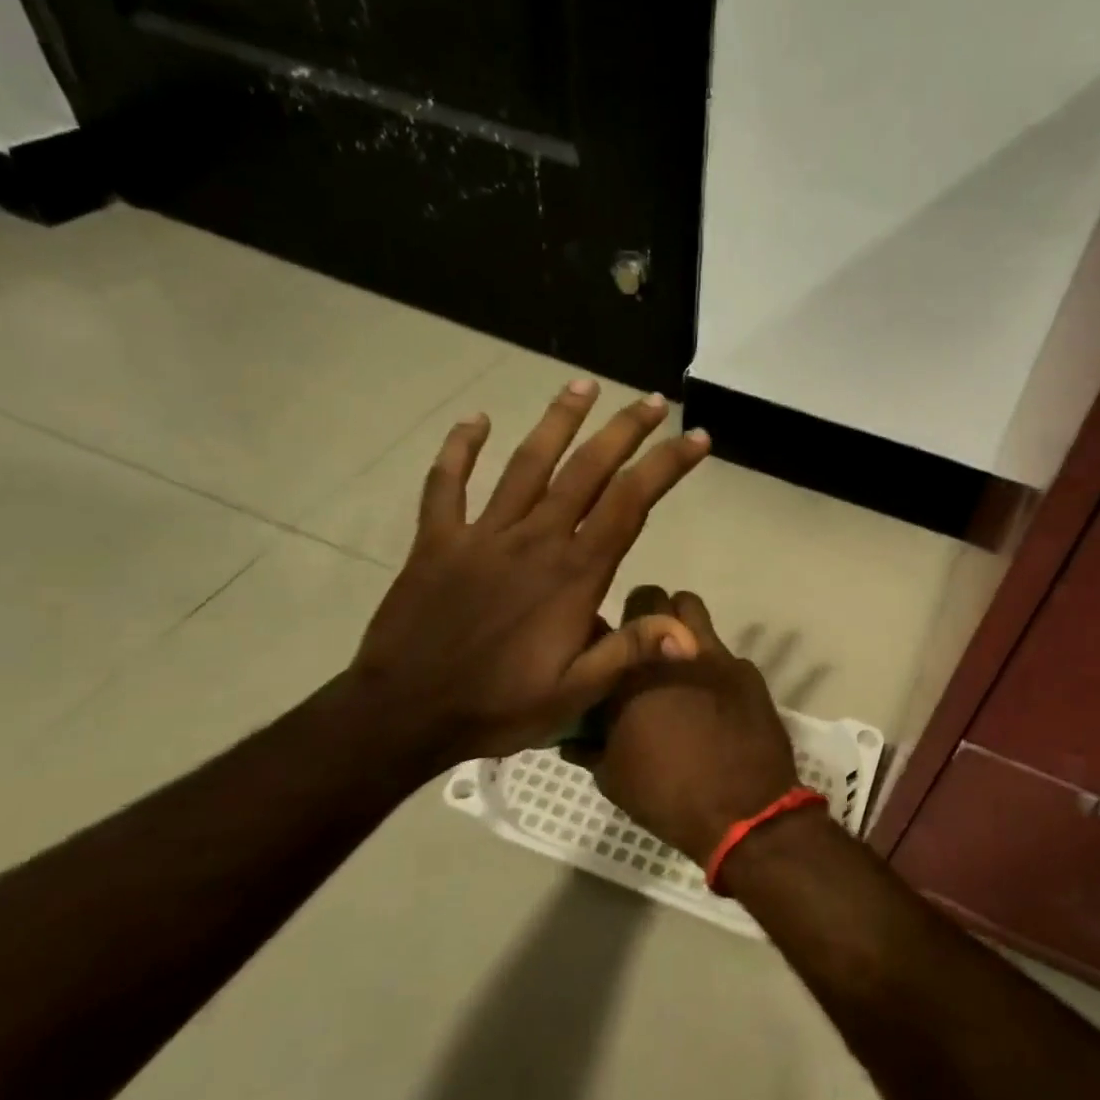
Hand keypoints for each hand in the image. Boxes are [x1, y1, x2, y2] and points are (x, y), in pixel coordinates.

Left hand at [347, 380, 709, 771]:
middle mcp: (533, 540)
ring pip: (526, 464)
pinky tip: (475, 420)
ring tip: (583, 385)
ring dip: (557, 421)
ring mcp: (481, 535)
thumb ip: (630, 652)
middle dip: (624, 431)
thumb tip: (690, 634)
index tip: (695, 437)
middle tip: (653, 400)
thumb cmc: (498, 706)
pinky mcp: (437, 541)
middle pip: (586, 470)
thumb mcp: (576, 692)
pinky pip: (447, 485)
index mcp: (573, 574)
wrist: (404, 713)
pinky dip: (459, 449)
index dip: (666, 466)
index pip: (630, 504)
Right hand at [573, 588, 801, 864]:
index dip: (605, 637)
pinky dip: (712, 665)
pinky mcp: (747, 670)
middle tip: (642, 648)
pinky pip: (723, 652)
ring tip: (677, 657)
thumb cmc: (667, 796)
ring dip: (680, 623)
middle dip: (644, 614)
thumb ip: (590, 745)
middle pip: (652, 598)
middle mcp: (671, 651)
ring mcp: (715, 656)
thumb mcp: (612, 777)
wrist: (744, 812)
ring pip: (692, 609)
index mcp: (629, 674)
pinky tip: (713, 698)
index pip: (607, 625)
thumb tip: (576, 735)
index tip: (607, 655)